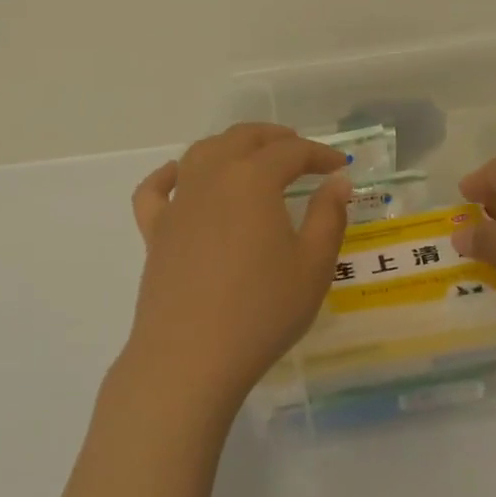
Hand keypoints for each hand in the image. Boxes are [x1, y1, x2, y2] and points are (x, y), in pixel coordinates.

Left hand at [123, 123, 351, 416]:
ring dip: (231, 145)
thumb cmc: (261, 311)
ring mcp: (178, 203)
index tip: (341, 164)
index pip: (292, 152)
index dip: (320, 154)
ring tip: (252, 157)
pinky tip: (180, 176)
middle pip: (243, 138)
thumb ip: (329, 215)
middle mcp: (212, 177)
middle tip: (300, 152)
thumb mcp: (313, 265)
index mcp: (253, 179)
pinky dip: (169, 174)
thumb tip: (337, 181)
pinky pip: (156, 190)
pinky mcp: (154, 231)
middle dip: (275, 138)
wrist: (191, 358)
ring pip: (202, 152)